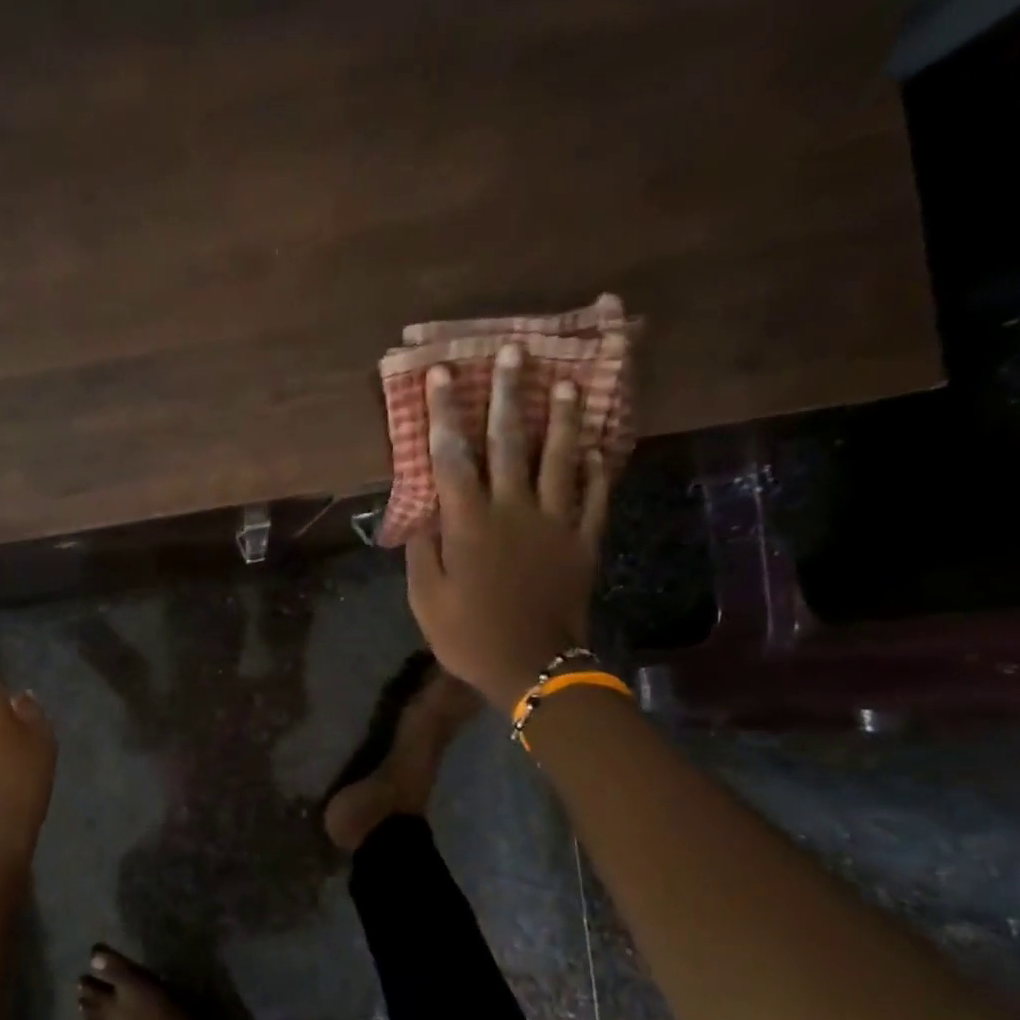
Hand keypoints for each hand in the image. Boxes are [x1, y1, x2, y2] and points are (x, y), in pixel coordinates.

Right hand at [406, 344, 615, 710]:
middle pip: (509, 442)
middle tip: (512, 352)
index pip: (452, 457)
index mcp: (469, 523)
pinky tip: (597, 446)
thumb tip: (426, 510)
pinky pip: (594, 496)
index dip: (444, 413)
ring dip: (562, 418)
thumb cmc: (468, 635)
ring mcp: (555, 522)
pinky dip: (596, 468)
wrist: (532, 666)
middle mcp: (513, 510)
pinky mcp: (583, 540)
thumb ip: (423, 549)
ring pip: (560, 459)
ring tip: (567, 382)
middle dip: (507, 394)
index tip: (441, 374)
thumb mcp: (425, 598)